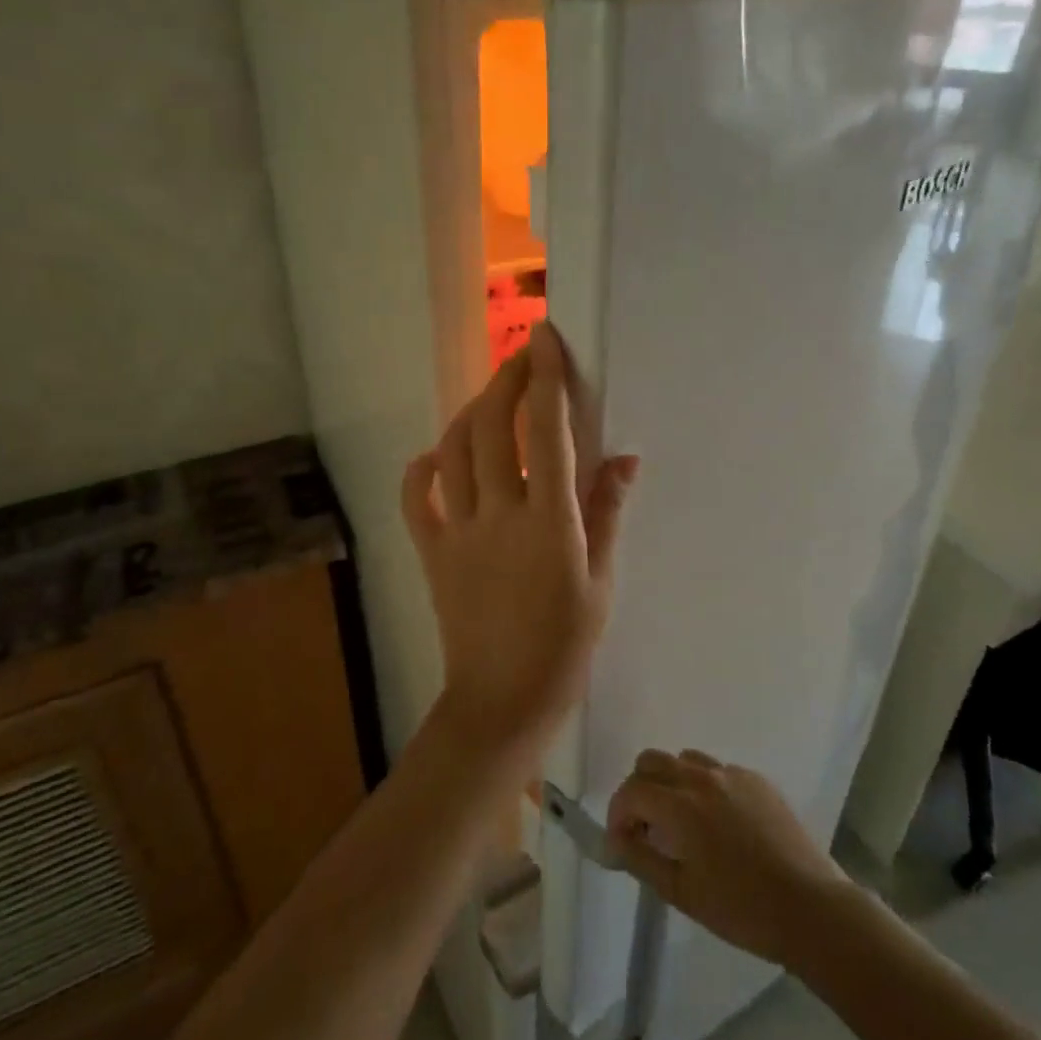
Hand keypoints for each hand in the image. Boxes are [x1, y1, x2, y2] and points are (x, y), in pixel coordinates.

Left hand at [402, 323, 639, 768]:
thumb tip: (624, 458)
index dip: (545, 378)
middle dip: (507, 380)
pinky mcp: (432, 552)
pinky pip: (416, 498)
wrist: (503, 700)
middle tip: (524, 356)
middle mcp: (498, 515)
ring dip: (472, 412)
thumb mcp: (600, 579)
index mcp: (548, 522)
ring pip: (454, 451)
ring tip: (493, 397)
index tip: (545, 339)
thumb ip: (606, 512)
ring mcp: (458, 532)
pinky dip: (425, 467)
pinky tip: (440, 455)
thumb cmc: (565, 644)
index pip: (545, 432)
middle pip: (493, 427)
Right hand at [609, 750, 848, 971]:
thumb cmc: (741, 909)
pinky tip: (718, 823)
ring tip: (681, 822)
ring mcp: (733, 774)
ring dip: (671, 782)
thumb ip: (641, 859)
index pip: (631, 791)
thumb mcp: (681, 892)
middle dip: (639, 790)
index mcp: (681, 806)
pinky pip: (718, 770)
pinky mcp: (757, 780)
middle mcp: (702, 778)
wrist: (811, 908)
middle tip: (646, 828)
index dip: (618, 814)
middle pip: (652, 761)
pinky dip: (704, 787)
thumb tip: (614, 840)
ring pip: (685, 759)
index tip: (622, 842)